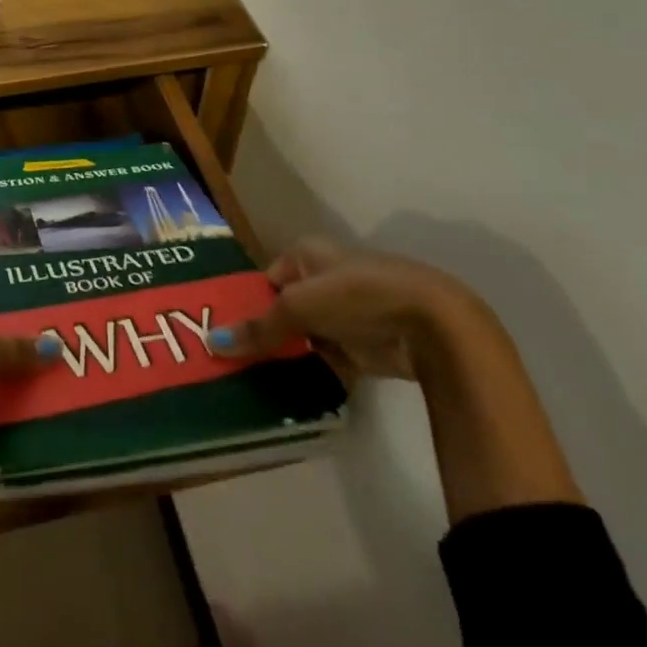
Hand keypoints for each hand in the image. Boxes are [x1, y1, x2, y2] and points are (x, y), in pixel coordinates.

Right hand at [213, 238, 479, 382]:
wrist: (433, 325)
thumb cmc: (358, 296)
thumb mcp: (299, 306)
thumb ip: (260, 327)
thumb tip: (213, 342)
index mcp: (307, 254)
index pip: (265, 279)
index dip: (246, 304)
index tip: (224, 334)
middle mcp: (324, 278)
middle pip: (284, 309)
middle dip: (265, 334)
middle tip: (233, 363)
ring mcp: (347, 314)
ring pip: (305, 337)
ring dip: (289, 357)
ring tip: (254, 382)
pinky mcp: (366, 347)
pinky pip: (329, 361)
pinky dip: (315, 374)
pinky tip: (290, 393)